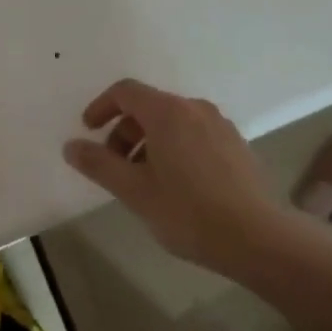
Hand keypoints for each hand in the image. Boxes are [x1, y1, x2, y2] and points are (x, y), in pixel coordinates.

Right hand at [64, 80, 301, 280]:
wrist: (260, 239)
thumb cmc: (189, 212)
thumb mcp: (134, 191)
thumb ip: (99, 164)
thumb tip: (71, 146)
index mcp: (167, 112)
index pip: (125, 91)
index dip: (101, 107)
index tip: (89, 132)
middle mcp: (194, 108)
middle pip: (148, 106)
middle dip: (124, 132)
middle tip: (114, 167)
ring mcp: (219, 125)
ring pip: (172, 122)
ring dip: (148, 142)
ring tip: (144, 182)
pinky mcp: (236, 145)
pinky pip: (194, 134)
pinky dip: (174, 148)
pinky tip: (176, 186)